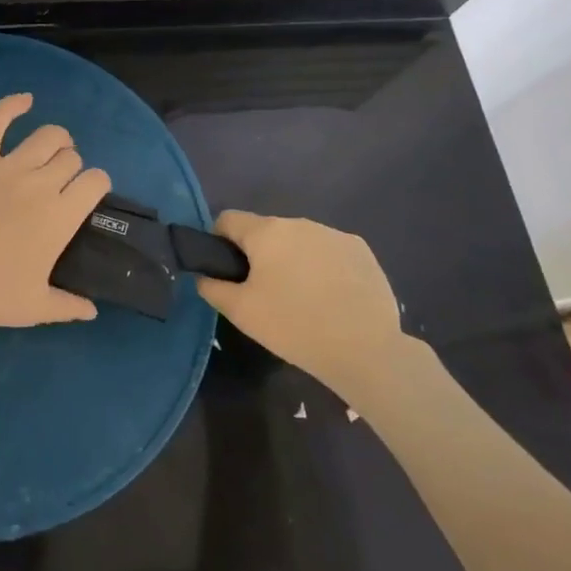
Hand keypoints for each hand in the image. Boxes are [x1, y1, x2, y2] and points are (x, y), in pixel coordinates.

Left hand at [0, 93, 109, 331]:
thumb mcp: (34, 308)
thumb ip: (68, 305)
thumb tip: (93, 310)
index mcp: (61, 216)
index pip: (96, 182)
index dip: (96, 184)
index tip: (87, 194)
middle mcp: (41, 184)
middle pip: (71, 158)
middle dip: (72, 167)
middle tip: (60, 182)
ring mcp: (7, 167)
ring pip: (46, 137)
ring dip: (56, 140)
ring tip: (53, 147)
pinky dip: (12, 105)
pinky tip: (25, 99)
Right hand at [196, 212, 410, 390]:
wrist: (366, 350)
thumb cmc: (295, 326)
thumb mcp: (241, 312)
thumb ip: (212, 287)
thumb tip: (204, 276)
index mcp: (267, 232)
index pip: (228, 219)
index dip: (220, 242)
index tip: (228, 272)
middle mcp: (299, 222)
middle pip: (266, 231)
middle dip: (260, 255)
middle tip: (266, 293)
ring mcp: (334, 234)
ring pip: (300, 241)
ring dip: (293, 260)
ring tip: (303, 299)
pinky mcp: (361, 250)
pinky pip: (330, 251)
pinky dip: (324, 267)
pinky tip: (332, 299)